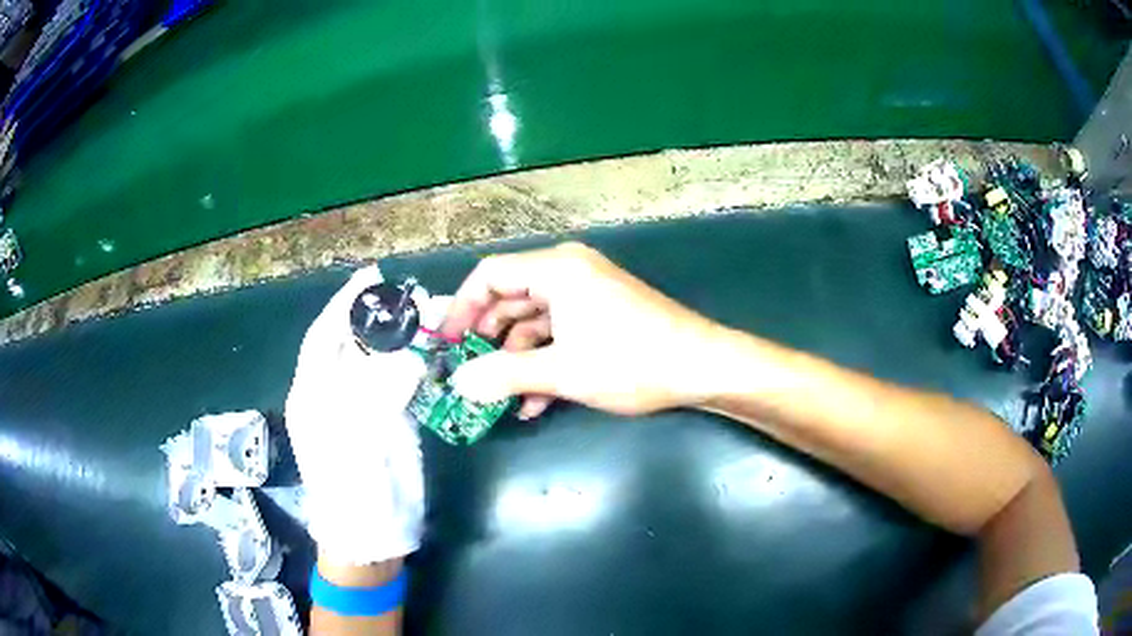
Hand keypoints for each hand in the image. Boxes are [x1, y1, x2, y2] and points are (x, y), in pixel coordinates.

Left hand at [285, 266, 445, 564]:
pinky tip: (432, 352)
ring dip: (400, 339)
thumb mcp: (356, 436)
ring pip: (378, 362)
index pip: (323, 337)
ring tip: (428, 316)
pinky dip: (414, 365)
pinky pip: (397, 384)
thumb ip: (378, 390)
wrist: (374, 534)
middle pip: (352, 345)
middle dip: (377, 318)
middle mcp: (333, 395)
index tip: (370, 278)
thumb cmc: (353, 488)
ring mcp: (361, 408)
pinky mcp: (387, 422)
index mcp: (312, 394)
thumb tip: (409, 353)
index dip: (343, 306)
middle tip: (410, 296)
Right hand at [442, 242, 727, 418]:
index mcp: (556, 270)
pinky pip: (560, 332)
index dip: (461, 308)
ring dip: (517, 359)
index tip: (444, 343)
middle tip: (469, 373)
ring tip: (502, 398)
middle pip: (510, 298)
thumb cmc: (631, 361)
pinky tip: (535, 401)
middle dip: (488, 340)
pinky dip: (544, 361)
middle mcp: (569, 272)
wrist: (702, 366)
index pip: (490, 275)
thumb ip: (504, 375)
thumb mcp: (562, 371)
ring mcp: (587, 293)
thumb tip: (460, 383)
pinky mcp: (602, 314)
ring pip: (534, 321)